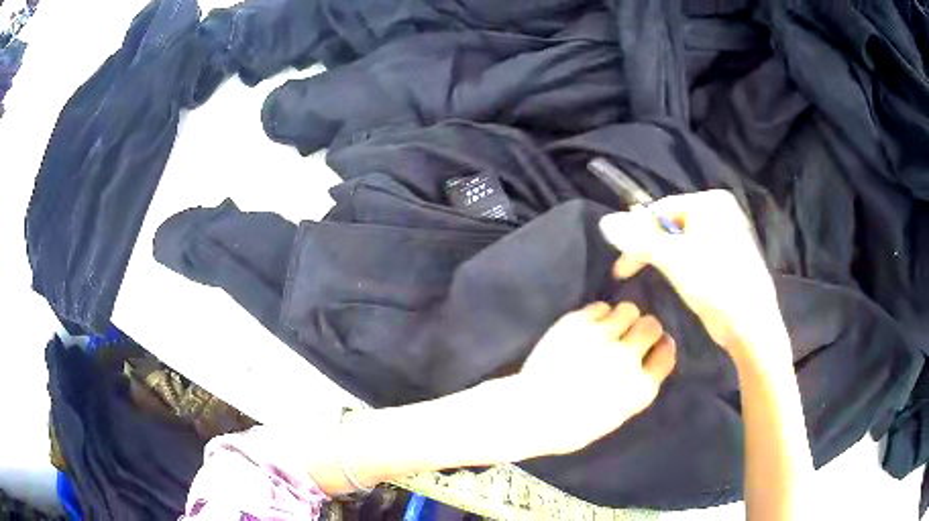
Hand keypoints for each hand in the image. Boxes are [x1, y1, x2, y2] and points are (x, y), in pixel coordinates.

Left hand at [512, 302, 675, 455]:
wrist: (530, 413)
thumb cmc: (572, 426)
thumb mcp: (616, 416)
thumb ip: (635, 388)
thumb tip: (644, 364)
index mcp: (640, 387)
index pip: (666, 352)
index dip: (660, 347)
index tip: (653, 347)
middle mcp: (626, 358)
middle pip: (651, 325)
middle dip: (644, 329)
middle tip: (631, 335)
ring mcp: (602, 337)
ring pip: (629, 309)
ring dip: (624, 318)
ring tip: (610, 328)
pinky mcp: (577, 323)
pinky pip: (600, 306)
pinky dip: (599, 314)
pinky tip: (590, 326)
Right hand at [599, 190, 787, 360]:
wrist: (750, 323)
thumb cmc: (715, 284)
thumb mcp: (673, 259)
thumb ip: (638, 239)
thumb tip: (605, 222)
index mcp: (710, 203)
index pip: (660, 209)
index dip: (636, 232)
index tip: (620, 259)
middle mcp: (719, 212)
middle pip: (670, 224)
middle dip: (647, 246)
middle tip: (627, 271)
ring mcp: (725, 234)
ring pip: (680, 239)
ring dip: (660, 256)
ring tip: (648, 276)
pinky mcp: (726, 256)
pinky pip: (693, 252)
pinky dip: (678, 263)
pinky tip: (673, 278)